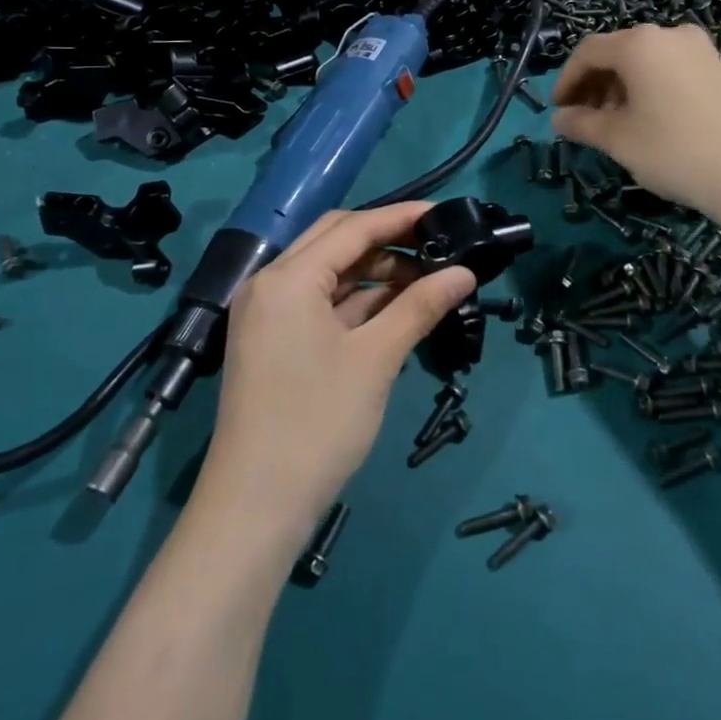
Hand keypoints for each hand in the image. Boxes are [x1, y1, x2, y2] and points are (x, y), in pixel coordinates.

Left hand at [198, 203, 475, 542]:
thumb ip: (419, 307)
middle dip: (387, 240)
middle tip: (436, 245)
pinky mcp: (273, 342)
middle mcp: (270, 284)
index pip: (352, 228)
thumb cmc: (317, 423)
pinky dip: (357, 301)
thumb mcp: (375, 359)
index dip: (400, 217)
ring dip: (374, 273)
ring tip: (426, 280)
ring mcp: (268, 315)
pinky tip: (395, 309)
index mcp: (287, 278)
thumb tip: (465, 273)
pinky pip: (319, 303)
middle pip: (335, 242)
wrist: (255, 507)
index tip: (444, 212)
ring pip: (328, 273)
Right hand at [552, 23, 720, 214]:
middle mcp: (671, 35)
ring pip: (647, 61)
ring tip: (616, 124)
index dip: (566, 79)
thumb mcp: (618, 139)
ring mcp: (702, 50)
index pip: (589, 51)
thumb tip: (559, 119)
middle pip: (619, 52)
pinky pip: (673, 70)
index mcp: (640, 44)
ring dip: (623, 87)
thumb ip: (582, 123)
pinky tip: (651, 121)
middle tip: (584, 119)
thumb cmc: (673, 150)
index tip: (558, 109)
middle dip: (595, 84)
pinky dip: (651, 88)